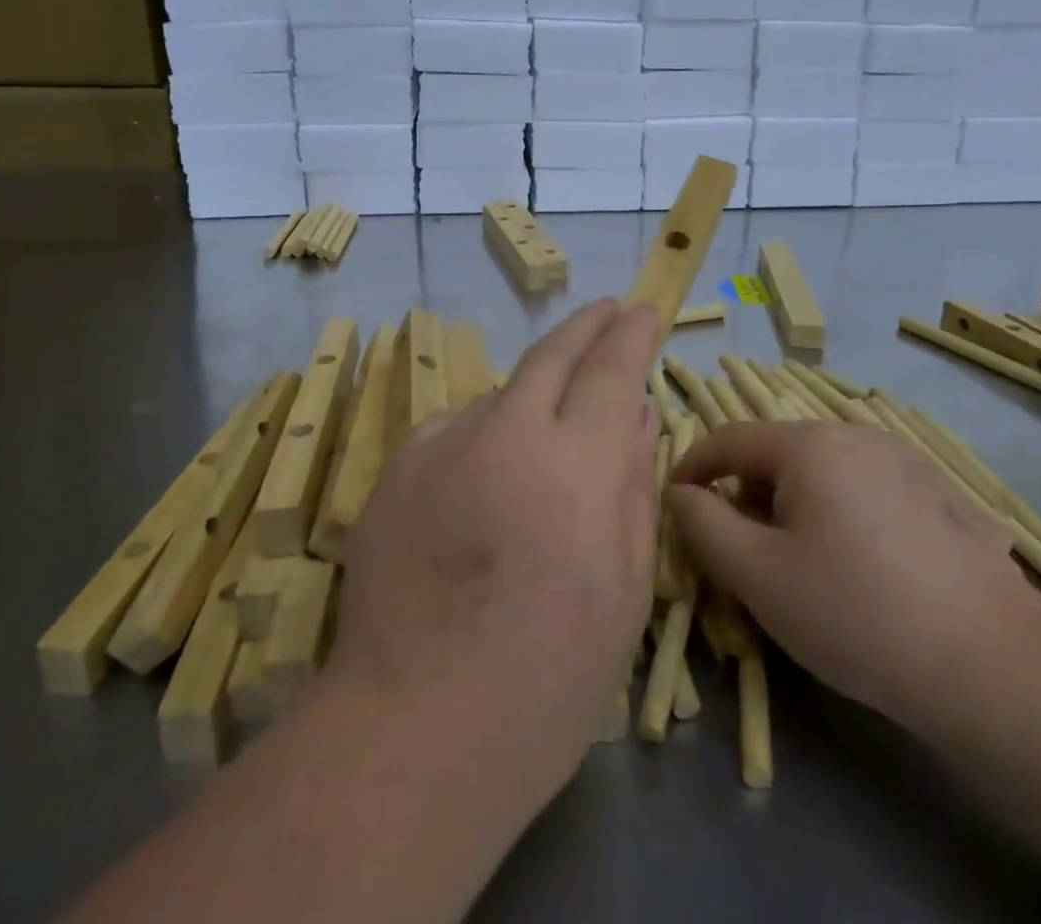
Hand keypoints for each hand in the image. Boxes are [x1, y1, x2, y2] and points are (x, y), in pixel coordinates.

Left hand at [324, 299, 660, 809]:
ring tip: (546, 432)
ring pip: (501, 395)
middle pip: (551, 354)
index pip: (611, 370)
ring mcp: (443, 445)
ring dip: (532, 396)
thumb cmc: (546, 681)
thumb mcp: (621, 590)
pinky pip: (456, 430)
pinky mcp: (397, 468)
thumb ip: (632, 487)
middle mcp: (506, 433)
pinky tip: (485, 478)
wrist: (411, 730)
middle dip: (586, 325)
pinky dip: (484, 435)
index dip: (631, 334)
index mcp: (575, 464)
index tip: (644, 310)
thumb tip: (638, 414)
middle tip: (606, 310)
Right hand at [669, 422, 1040, 733]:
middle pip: (778, 454)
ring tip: (803, 565)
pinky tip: (863, 569)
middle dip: (748, 495)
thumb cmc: (856, 613)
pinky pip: (867, 490)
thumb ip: (703, 525)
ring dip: (795, 506)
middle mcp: (856, 434)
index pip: (729, 438)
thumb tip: (683, 494)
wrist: (994, 667)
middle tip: (743, 552)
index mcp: (809, 444)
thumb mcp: (757, 575)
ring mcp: (905, 460)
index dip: (693, 466)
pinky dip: (842, 514)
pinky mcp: (940, 494)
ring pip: (824, 472)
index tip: (676, 500)